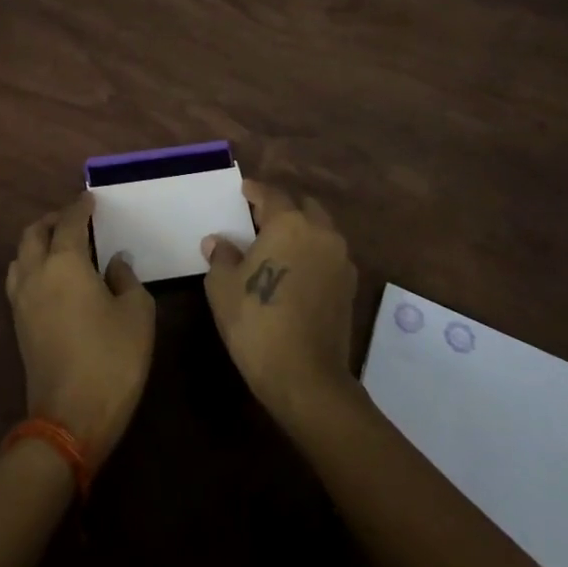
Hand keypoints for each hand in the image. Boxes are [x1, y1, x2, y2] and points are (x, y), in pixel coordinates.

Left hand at [5, 193, 155, 464]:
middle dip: (53, 220)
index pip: (69, 221)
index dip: (81, 206)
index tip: (90, 198)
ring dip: (38, 242)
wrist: (70, 419)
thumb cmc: (112, 359)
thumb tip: (115, 263)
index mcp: (65, 263)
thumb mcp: (137, 313)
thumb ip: (126, 278)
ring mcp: (22, 301)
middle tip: (75, 219)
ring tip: (61, 245)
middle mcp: (36, 273)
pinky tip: (54, 278)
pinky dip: (33, 266)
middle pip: (34, 233)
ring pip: (21, 256)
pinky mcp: (19, 325)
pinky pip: (20, 279)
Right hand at [202, 179, 358, 424]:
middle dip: (283, 207)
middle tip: (260, 219)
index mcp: (288, 223)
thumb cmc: (257, 322)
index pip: (271, 194)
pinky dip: (314, 253)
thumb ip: (221, 256)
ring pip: (321, 229)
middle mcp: (320, 232)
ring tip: (279, 244)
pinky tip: (297, 269)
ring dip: (302, 229)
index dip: (255, 191)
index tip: (244, 190)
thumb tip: (218, 242)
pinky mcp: (350, 285)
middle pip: (303, 206)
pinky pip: (329, 254)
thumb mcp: (223, 287)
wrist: (306, 376)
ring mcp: (340, 259)